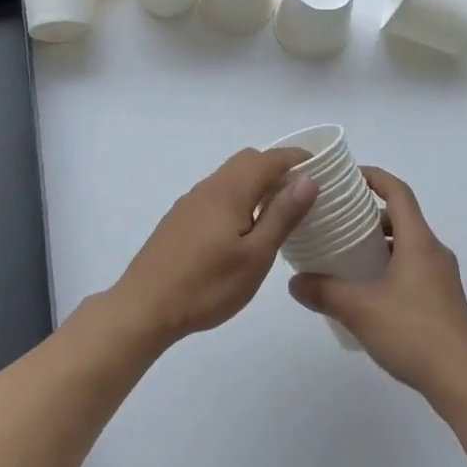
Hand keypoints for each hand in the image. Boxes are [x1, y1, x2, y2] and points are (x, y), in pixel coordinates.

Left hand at [110, 148, 316, 348]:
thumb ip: (282, 215)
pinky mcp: (180, 219)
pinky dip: (239, 198)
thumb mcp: (256, 256)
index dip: (296, 158)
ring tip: (278, 213)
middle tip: (302, 192)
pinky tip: (243, 230)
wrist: (144, 308)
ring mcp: (190, 202)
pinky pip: (217, 195)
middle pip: (247, 161)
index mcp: (230, 190)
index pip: (269, 158)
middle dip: (277, 168)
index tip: (321, 166)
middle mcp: (209, 187)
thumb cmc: (207, 285)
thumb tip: (307, 179)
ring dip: (257, 184)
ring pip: (230, 178)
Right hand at [288, 168, 466, 408]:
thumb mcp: (360, 310)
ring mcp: (443, 278)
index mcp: (419, 242)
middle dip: (369, 215)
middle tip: (338, 221)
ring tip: (347, 256)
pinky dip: (390, 266)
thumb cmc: (414, 333)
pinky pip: (413, 268)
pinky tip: (369, 291)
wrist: (463, 383)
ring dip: (380, 244)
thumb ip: (324, 292)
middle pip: (402, 218)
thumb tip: (294, 281)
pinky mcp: (444, 301)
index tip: (348, 176)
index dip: (374, 177)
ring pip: (408, 245)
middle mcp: (435, 252)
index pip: (398, 192)